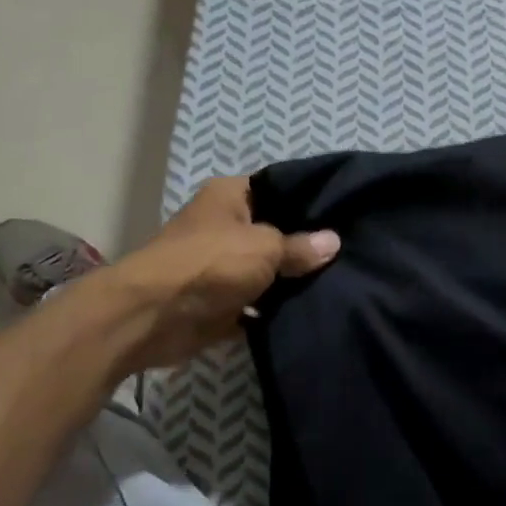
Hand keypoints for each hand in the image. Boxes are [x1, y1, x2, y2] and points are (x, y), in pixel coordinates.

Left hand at [105, 176, 338, 370]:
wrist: (153, 317)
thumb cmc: (209, 264)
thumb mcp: (264, 247)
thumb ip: (300, 246)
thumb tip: (333, 242)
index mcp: (230, 197)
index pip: (279, 188)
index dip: (310, 199)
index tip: (347, 212)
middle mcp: (226, 227)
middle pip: (277, 232)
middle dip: (308, 245)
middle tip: (353, 251)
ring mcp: (223, 267)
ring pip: (270, 272)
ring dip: (294, 282)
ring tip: (343, 283)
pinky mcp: (223, 303)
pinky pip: (259, 306)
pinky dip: (278, 312)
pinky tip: (315, 312)